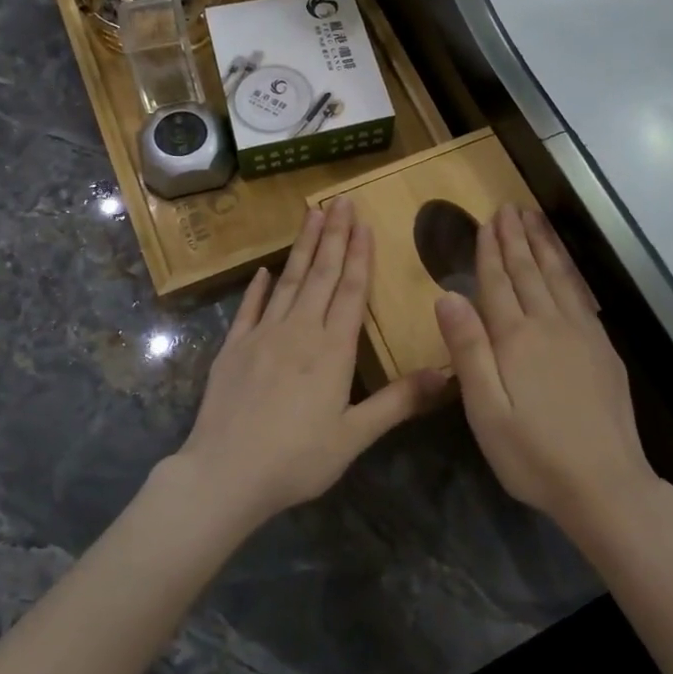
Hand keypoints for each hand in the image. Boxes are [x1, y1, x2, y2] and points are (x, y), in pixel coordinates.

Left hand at [174, 197, 449, 527]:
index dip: (359, 254)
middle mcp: (299, 330)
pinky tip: (264, 270)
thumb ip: (398, 402)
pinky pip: (249, 308)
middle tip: (341, 201)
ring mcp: (262, 335)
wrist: (225, 473)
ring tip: (312, 214)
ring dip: (302, 246)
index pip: (350, 290)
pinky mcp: (233, 347)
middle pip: (320, 274)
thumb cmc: (297, 459)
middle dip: (334, 236)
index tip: (363, 222)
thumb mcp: (355, 436)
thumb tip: (447, 373)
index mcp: (332, 349)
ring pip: (287, 280)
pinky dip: (258, 287)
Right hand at [435, 205, 655, 536]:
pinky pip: (582, 296)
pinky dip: (570, 273)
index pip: (498, 283)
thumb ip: (468, 349)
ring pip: (560, 278)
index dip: (490, 251)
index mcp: (516, 338)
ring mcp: (583, 335)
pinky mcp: (604, 351)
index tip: (487, 221)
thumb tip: (447, 295)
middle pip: (530, 272)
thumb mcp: (486, 409)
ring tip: (536, 220)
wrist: (605, 485)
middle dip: (517, 238)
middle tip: (510, 207)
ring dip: (545, 246)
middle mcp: (550, 325)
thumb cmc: (533, 454)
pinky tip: (567, 269)